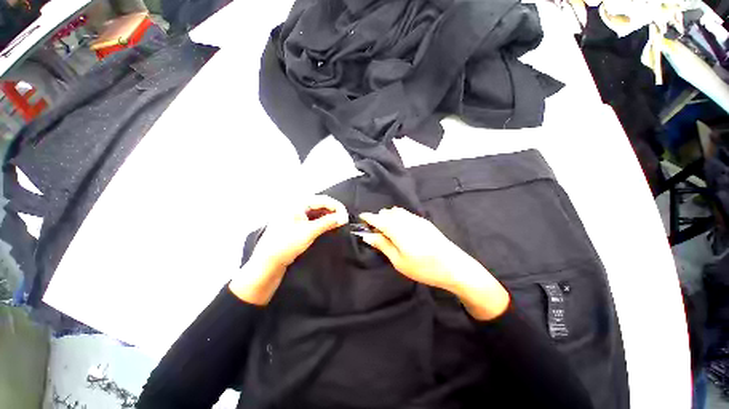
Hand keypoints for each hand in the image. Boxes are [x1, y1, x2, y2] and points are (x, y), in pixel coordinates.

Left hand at [229, 195, 348, 304]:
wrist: (268, 263)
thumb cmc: (286, 244)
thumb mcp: (309, 232)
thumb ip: (328, 222)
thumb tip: (343, 217)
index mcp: (297, 203)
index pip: (322, 199)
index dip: (336, 207)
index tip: (346, 216)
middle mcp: (296, 206)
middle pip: (320, 204)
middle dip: (333, 210)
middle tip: (343, 220)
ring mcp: (296, 214)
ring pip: (317, 211)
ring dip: (328, 216)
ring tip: (338, 222)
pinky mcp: (296, 223)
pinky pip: (313, 218)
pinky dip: (322, 221)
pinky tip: (329, 225)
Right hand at [359, 207, 509, 319]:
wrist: (454, 266)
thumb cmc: (423, 267)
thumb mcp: (398, 261)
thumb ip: (382, 245)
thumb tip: (367, 235)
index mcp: (397, 229)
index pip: (378, 218)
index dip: (368, 217)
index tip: (361, 219)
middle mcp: (406, 219)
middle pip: (387, 213)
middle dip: (379, 219)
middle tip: (377, 233)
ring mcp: (417, 219)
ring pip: (397, 212)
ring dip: (389, 218)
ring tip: (389, 232)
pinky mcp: (424, 221)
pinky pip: (406, 214)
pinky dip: (399, 218)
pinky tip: (402, 231)